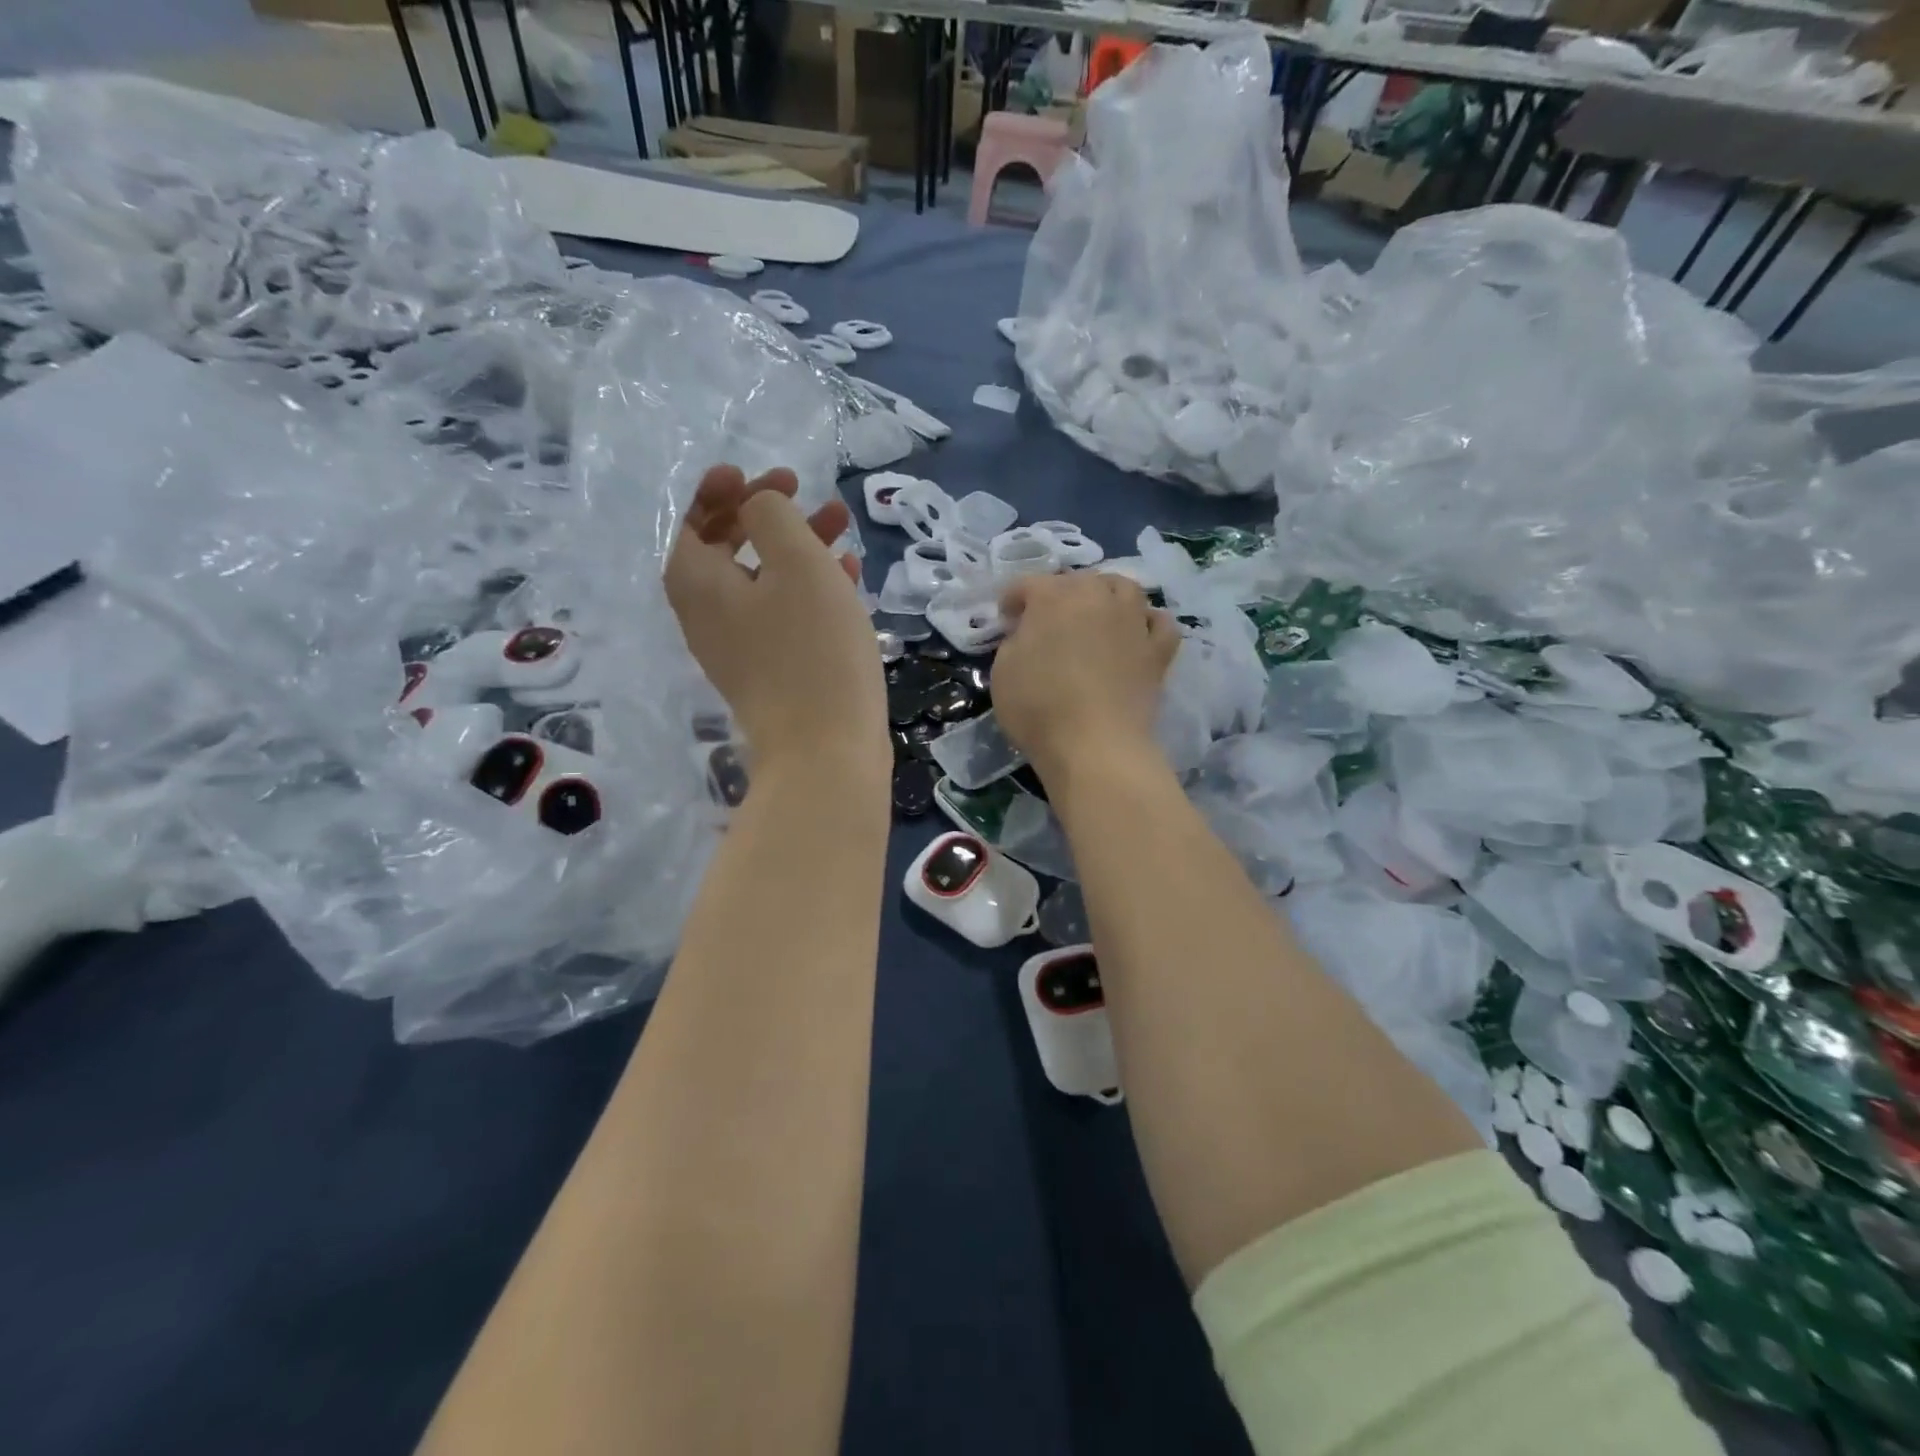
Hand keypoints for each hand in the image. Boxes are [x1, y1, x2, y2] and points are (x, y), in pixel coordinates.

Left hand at [666, 465, 886, 780]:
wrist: (825, 750)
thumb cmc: (811, 648)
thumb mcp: (796, 562)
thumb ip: (771, 516)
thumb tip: (759, 507)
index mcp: (697, 583)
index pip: (691, 521)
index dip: (721, 490)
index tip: (762, 474)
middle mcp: (707, 615)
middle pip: (727, 548)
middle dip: (766, 514)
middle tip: (802, 490)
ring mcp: (739, 649)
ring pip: (763, 580)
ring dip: (797, 547)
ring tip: (842, 525)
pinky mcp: (772, 673)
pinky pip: (783, 615)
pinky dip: (809, 589)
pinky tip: (849, 576)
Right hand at [991, 573, 1178, 781]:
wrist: (1094, 745)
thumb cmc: (1038, 708)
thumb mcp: (1003, 671)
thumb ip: (1015, 641)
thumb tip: (1029, 633)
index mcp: (1053, 598)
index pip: (1028, 584)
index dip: (1013, 599)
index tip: (1006, 620)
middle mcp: (1096, 598)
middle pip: (1078, 581)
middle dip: (1058, 594)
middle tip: (1046, 621)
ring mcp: (1132, 621)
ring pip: (1124, 588)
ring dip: (1106, 594)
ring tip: (1096, 614)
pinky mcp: (1157, 651)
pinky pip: (1160, 623)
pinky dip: (1147, 622)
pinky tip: (1136, 634)